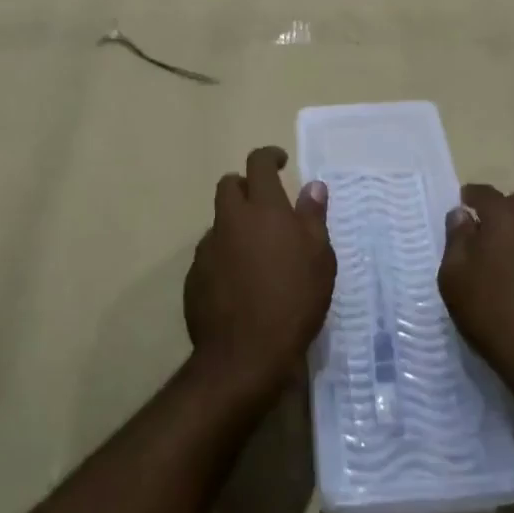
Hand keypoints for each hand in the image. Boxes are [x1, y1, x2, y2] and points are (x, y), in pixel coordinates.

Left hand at [184, 147, 335, 404]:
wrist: (244, 356)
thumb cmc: (293, 300)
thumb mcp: (319, 258)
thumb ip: (313, 216)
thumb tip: (312, 185)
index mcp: (263, 208)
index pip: (258, 163)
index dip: (269, 156)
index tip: (280, 162)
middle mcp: (230, 220)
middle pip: (229, 185)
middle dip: (245, 186)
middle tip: (265, 207)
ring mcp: (208, 248)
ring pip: (219, 222)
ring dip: (235, 226)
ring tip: (256, 253)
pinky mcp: (194, 277)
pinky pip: (210, 254)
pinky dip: (225, 257)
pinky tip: (240, 283)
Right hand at [440, 183, 513, 386]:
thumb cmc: (491, 310)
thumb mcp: (455, 275)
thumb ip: (457, 238)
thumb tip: (461, 214)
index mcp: (506, 217)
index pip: (485, 192)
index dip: (470, 196)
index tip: (462, 205)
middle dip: (504, 209)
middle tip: (486, 230)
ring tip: (505, 260)